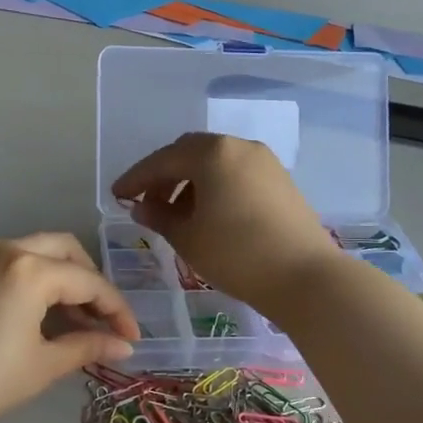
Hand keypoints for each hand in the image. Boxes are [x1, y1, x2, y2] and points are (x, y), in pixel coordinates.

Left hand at [0, 234, 138, 422]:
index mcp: (29, 268)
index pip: (87, 281)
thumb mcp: (43, 365)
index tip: (131, 336)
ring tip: (65, 319)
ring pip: (28, 251)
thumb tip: (124, 346)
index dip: (116, 309)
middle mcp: (1, 248)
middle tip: (99, 316)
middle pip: (61, 249)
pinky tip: (24, 315)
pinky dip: (22, 280)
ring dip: (54, 277)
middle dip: (87, 279)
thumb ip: (87, 346)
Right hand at [111, 132, 343, 313]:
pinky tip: (207, 213)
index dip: (136, 178)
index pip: (162, 160)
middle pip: (189, 152)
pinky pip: (235, 172)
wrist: (306, 277)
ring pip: (214, 162)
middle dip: (164, 175)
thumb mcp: (188, 238)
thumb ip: (159, 217)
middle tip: (146, 202)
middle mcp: (238, 146)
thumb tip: (141, 207)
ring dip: (189, 181)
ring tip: (175, 213)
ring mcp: (263, 160)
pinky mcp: (279, 179)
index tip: (117, 195)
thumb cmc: (237, 254)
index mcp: (211, 153)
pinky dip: (214, 185)